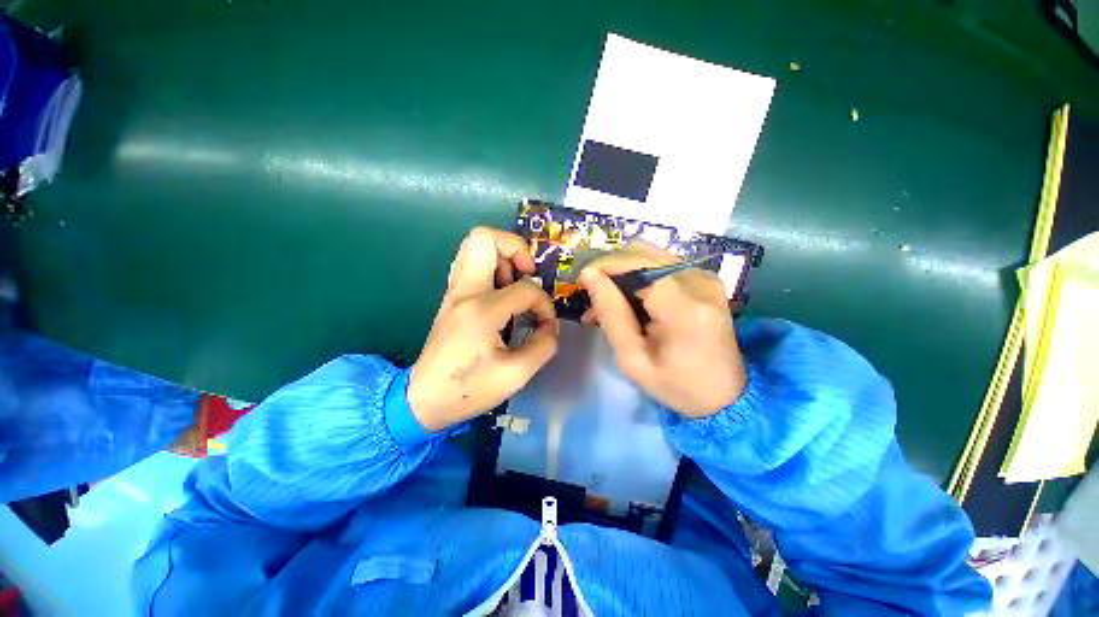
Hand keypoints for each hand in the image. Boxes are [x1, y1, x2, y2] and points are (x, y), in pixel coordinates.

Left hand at [408, 228, 557, 431]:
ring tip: (516, 284)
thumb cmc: (469, 390)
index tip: (545, 325)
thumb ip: (543, 346)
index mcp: (482, 310)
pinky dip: (491, 268)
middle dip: (515, 247)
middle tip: (528, 273)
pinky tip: (502, 294)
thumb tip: (551, 325)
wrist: (423, 399)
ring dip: (502, 257)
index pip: (525, 289)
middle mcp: (465, 291)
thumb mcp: (516, 375)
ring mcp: (454, 292)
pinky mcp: (452, 298)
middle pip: (484, 238)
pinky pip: (471, 264)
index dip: (544, 304)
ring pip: (474, 246)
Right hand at [578, 242, 744, 417]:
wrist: (727, 396)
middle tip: (595, 300)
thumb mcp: (632, 359)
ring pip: (650, 256)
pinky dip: (640, 279)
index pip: (636, 264)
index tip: (582, 283)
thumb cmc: (676, 386)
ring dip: (624, 275)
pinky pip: (662, 266)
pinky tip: (632, 302)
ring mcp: (706, 277)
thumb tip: (589, 275)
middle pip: (642, 254)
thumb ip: (611, 313)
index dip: (604, 267)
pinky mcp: (706, 279)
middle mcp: (699, 281)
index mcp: (683, 306)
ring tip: (610, 305)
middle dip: (612, 271)